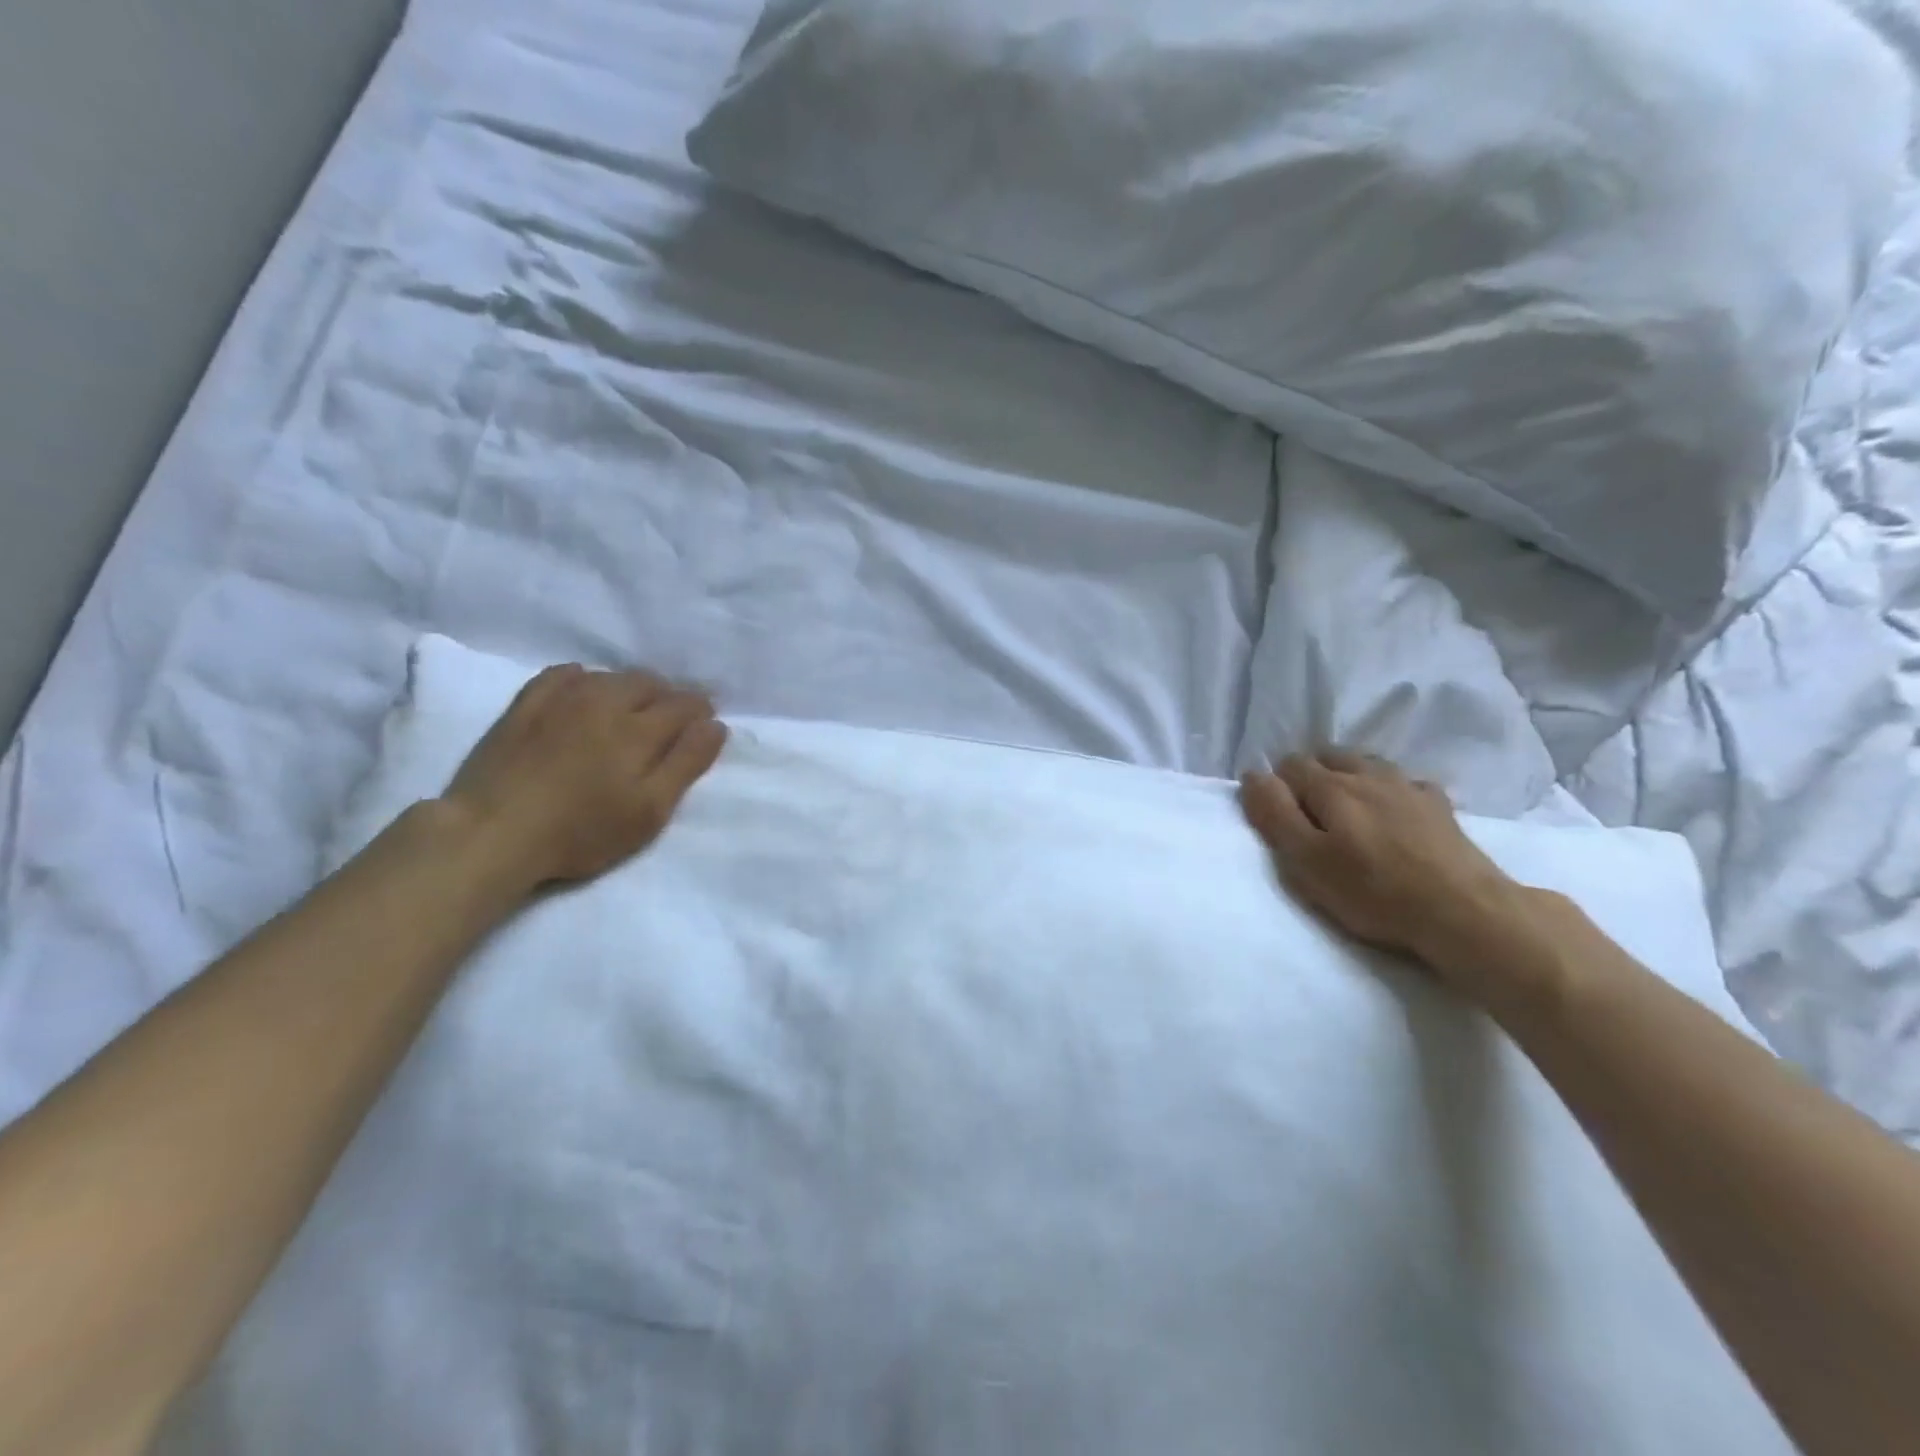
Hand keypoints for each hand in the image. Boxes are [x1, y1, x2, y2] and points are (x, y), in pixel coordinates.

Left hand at [441, 664, 727, 892]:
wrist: (493, 833)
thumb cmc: (581, 831)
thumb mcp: (649, 810)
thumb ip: (686, 764)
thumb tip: (715, 726)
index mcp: (640, 728)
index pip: (684, 704)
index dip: (701, 712)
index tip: (706, 724)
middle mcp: (606, 701)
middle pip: (649, 683)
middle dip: (669, 696)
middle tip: (671, 721)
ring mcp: (562, 699)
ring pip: (611, 676)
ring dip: (631, 688)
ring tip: (632, 710)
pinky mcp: (526, 705)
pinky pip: (564, 674)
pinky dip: (585, 678)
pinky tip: (585, 691)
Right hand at [1240, 751, 1546, 1001]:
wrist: (1463, 911)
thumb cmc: (1372, 890)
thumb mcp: (1306, 860)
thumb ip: (1274, 814)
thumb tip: (1253, 775)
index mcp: (1331, 786)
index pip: (1290, 765)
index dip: (1277, 786)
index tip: (1278, 817)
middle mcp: (1368, 774)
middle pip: (1328, 756)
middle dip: (1311, 775)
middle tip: (1308, 815)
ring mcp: (1409, 787)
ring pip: (1367, 764)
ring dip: (1349, 777)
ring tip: (1347, 810)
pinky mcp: (1440, 807)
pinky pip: (1405, 784)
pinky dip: (1390, 791)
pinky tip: (1394, 814)